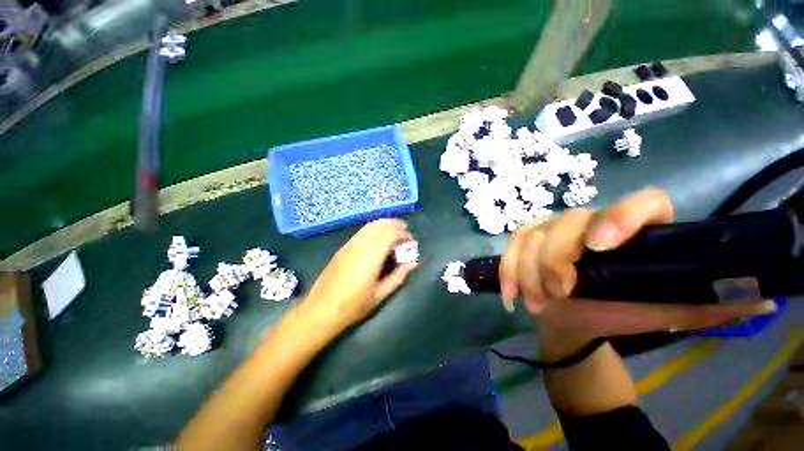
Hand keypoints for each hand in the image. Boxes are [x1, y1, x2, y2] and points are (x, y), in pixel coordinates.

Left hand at [302, 219, 417, 330]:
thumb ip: (398, 276)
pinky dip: (373, 229)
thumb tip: (413, 263)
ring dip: (384, 224)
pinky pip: (361, 232)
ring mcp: (348, 245)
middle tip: (405, 229)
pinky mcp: (342, 248)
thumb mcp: (380, 294)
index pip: (390, 234)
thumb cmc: (353, 306)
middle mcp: (359, 246)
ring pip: (369, 226)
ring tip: (394, 229)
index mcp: (371, 257)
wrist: (320, 310)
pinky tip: (378, 237)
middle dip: (394, 224)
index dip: (403, 234)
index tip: (410, 240)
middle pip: (379, 225)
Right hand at [499, 188, 776, 340]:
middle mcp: (590, 222)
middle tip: (560, 293)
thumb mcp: (663, 312)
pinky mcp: (526, 239)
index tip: (602, 247)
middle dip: (557, 258)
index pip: (642, 202)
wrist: (572, 318)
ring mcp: (552, 228)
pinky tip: (511, 296)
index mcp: (633, 232)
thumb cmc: (619, 314)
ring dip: (529, 272)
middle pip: (569, 222)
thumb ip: (707, 305)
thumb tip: (766, 299)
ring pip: (533, 236)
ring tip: (537, 305)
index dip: (622, 217)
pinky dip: (507, 271)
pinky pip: (510, 247)